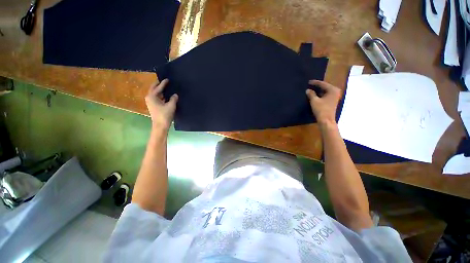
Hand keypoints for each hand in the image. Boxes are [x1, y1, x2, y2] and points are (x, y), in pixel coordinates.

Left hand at [145, 79, 177, 129]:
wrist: (160, 126)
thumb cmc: (165, 115)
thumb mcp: (171, 106)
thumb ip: (173, 99)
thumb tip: (175, 94)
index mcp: (152, 96)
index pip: (158, 88)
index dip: (163, 83)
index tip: (167, 79)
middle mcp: (149, 98)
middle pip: (154, 89)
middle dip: (158, 85)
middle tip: (164, 81)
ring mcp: (151, 102)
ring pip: (155, 94)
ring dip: (160, 91)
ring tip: (166, 88)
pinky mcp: (154, 106)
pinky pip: (157, 98)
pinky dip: (161, 96)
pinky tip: (166, 96)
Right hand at [306, 80, 340, 125]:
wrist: (326, 120)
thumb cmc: (321, 109)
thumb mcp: (314, 101)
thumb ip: (311, 94)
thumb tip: (308, 90)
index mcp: (333, 90)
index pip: (323, 84)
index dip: (315, 83)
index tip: (308, 82)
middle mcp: (335, 92)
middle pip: (325, 87)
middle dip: (317, 86)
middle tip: (310, 85)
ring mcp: (335, 97)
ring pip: (325, 91)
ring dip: (318, 91)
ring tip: (311, 89)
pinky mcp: (332, 101)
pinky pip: (326, 95)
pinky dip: (320, 95)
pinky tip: (315, 95)